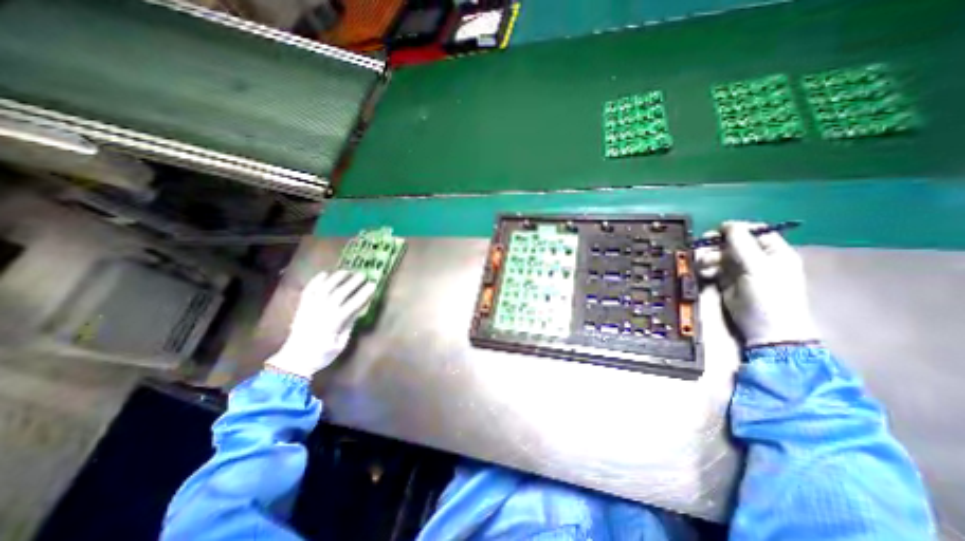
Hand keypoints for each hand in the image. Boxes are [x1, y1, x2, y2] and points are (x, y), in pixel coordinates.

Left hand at [271, 270, 380, 379]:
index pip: (352, 305)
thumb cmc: (321, 355)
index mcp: (333, 324)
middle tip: (363, 275)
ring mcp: (309, 309)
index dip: (363, 294)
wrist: (294, 360)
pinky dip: (316, 281)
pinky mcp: (301, 307)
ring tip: (346, 271)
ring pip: (324, 289)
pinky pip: (308, 291)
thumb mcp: (340, 343)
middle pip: (338, 293)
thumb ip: (349, 325)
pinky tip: (324, 274)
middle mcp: (321, 313)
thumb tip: (358, 309)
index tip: (373, 285)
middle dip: (352, 283)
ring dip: (336, 278)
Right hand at [694, 221, 820, 347]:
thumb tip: (728, 224)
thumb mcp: (758, 267)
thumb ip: (742, 244)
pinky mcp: (725, 281)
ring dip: (708, 257)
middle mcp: (756, 259)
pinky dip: (705, 269)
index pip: (755, 231)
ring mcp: (740, 270)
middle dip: (716, 244)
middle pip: (732, 243)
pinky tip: (704, 274)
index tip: (717, 231)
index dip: (735, 229)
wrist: (764, 328)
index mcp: (773, 252)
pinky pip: (712, 268)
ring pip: (719, 255)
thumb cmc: (769, 296)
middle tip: (702, 246)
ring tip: (702, 264)